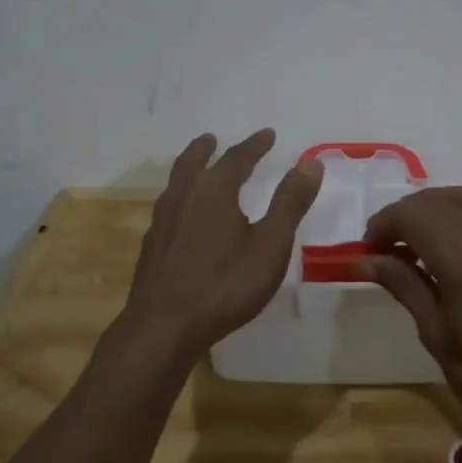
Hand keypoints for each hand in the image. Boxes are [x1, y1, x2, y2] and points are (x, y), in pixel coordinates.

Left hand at [124, 129, 323, 354]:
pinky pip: (168, 207)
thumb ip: (290, 202)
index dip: (255, 145)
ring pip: (176, 184)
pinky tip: (184, 216)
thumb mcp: (270, 244)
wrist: (163, 328)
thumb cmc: (225, 285)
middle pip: (193, 163)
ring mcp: (162, 222)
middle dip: (208, 150)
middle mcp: (183, 198)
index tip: (268, 134)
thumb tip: (310, 163)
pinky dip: (180, 197)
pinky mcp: (152, 247)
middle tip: (213, 139)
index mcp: (213, 191)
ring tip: (197, 169)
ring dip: (189, 169)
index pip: (236, 158)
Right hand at [360, 187, 461, 430]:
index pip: (412, 215)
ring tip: (421, 240)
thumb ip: (403, 285)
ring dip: (438, 208)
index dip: (384, 225)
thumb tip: (364, 260)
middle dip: (407, 214)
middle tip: (390, 246)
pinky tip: (459, 250)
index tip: (369, 250)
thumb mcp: (436, 334)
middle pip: (439, 199)